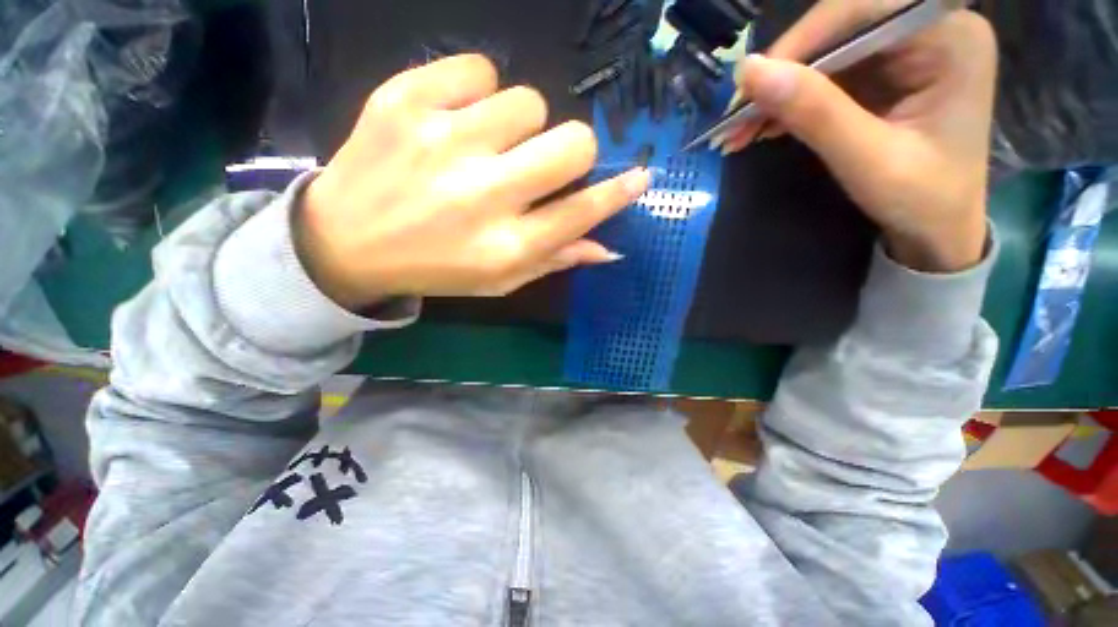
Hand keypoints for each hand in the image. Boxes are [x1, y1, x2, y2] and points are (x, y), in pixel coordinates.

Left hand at [296, 54, 649, 309]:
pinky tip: (456, 121)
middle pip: (572, 143)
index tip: (639, 177)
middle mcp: (484, 195)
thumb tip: (607, 247)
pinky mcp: (406, 99)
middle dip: (572, 151)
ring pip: (528, 101)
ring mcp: (443, 141)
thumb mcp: (499, 280)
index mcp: (506, 247)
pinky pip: (477, 68)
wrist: (346, 241)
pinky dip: (477, 92)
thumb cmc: (435, 268)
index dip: (618, 192)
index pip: (582, 212)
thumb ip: (554, 260)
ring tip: (487, 146)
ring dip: (520, 126)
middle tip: (543, 163)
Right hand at [720, 0, 996, 271]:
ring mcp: (906, 50)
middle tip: (734, 120)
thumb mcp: (868, 159)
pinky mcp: (884, 73)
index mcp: (948, 38)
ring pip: (825, 54)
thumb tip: (749, 72)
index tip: (746, 88)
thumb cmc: (921, 200)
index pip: (863, 11)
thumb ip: (814, 112)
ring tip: (738, 132)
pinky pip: (826, 76)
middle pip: (840, 29)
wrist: (937, 230)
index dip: (799, 43)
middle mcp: (929, 30)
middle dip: (782, 74)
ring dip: (777, 93)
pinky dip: (789, 102)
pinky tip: (762, 127)